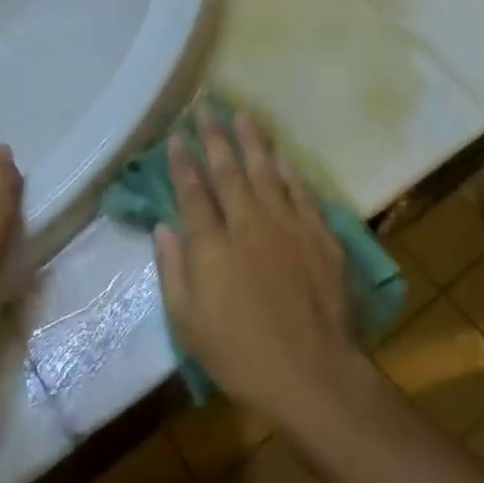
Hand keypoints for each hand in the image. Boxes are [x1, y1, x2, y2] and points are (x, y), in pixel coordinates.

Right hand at [154, 108, 368, 423]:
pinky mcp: (319, 235)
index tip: (177, 136)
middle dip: (214, 137)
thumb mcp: (189, 324)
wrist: (313, 374)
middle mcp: (248, 224)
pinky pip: (302, 193)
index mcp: (212, 246)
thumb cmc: (241, 356)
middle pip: (227, 171)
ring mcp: (287, 225)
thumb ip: (174, 270)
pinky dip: (291, 172)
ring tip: (242, 114)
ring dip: (252, 141)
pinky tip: (283, 156)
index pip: (192, 192)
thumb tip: (164, 227)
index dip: (183, 162)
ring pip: (266, 172)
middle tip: (206, 107)